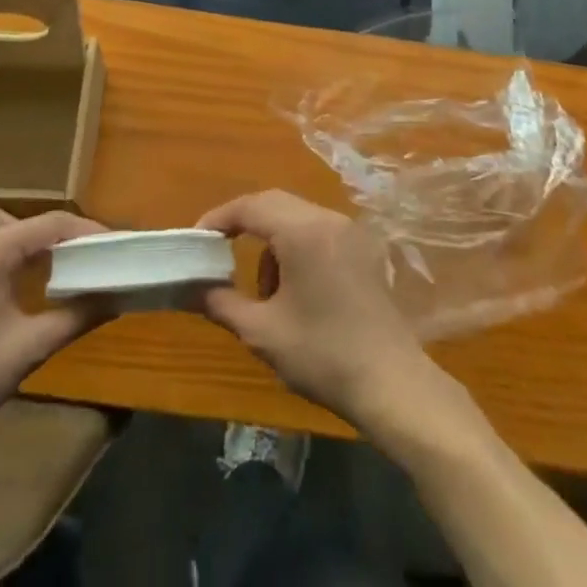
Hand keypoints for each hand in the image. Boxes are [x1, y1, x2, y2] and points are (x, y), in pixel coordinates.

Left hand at [0, 206, 110, 454]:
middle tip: (80, 261)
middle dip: (56, 234)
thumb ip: (76, 318)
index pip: (52, 224)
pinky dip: (6, 252)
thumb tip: (115, 298)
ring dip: (26, 240)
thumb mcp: (28, 349)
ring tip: (49, 270)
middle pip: (24, 218)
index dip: (88, 231)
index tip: (116, 247)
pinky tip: (15, 286)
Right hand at [196, 191, 435, 426]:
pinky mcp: (363, 249)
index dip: (219, 218)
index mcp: (303, 231)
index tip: (196, 239)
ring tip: (266, 292)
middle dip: (244, 224)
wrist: (392, 384)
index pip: (251, 206)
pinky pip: (318, 231)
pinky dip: (297, 247)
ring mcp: (350, 231)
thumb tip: (194, 289)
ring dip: (272, 240)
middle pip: (275, 203)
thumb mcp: (263, 333)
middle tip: (219, 253)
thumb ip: (222, 303)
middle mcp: (328, 218)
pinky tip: (297, 291)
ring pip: (297, 217)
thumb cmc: (323, 355)